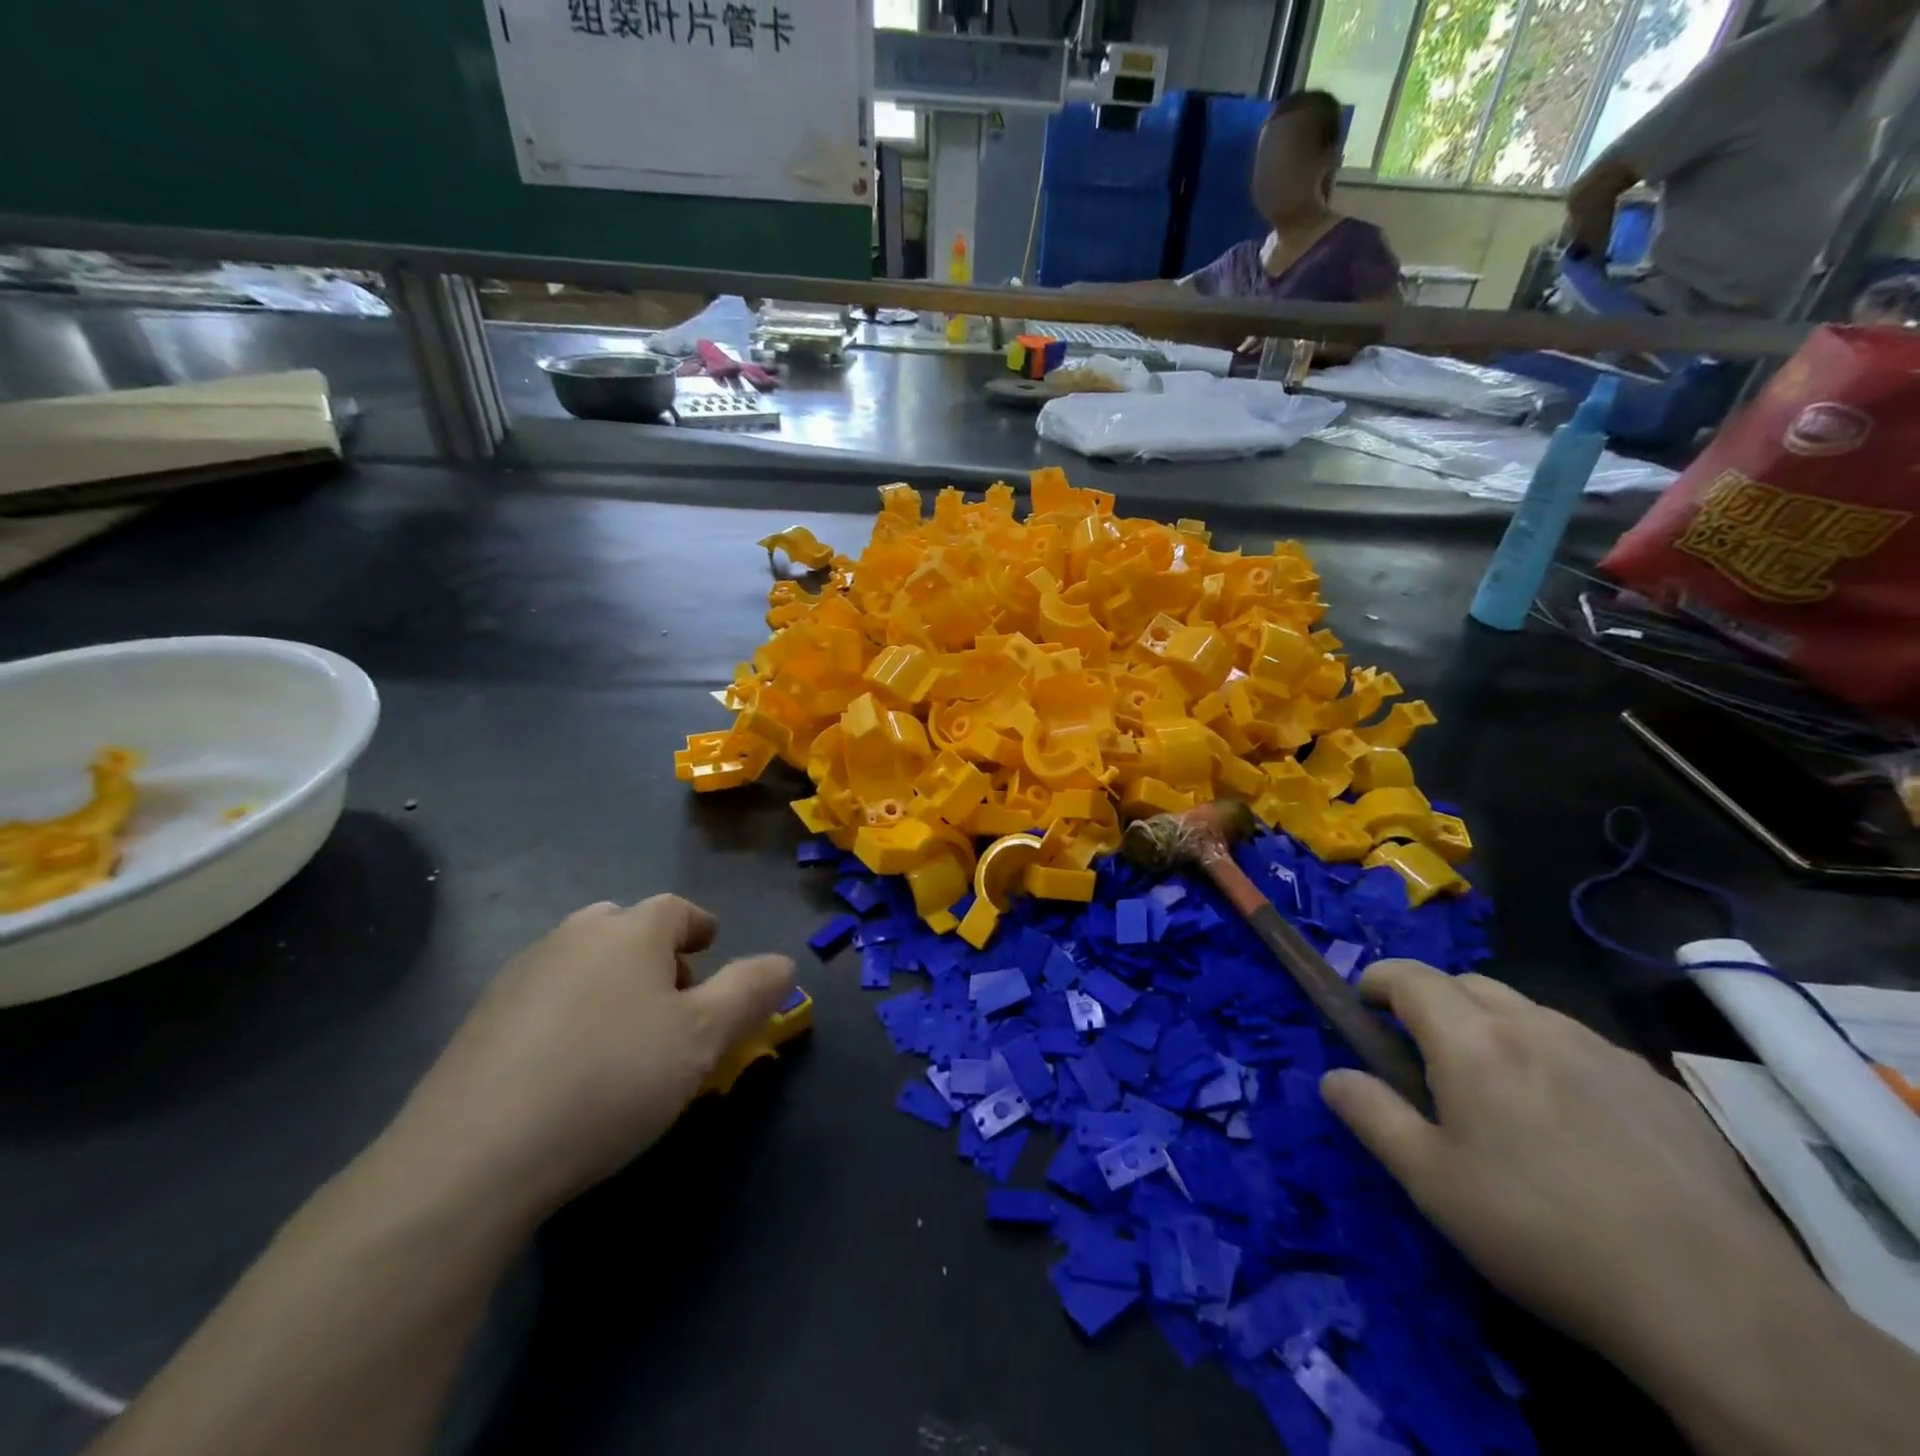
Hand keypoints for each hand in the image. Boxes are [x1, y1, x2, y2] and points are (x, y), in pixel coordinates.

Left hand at [391, 897, 793, 1219]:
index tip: (711, 951)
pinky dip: (570, 1012)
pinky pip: (545, 997)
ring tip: (625, 1036)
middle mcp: (574, 936)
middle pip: (627, 929)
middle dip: (656, 955)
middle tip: (673, 1002)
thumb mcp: (704, 1037)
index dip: (700, 928)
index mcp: (630, 931)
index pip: (677, 910)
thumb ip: (751, 991)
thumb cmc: (611, 1079)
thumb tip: (782, 963)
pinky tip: (569, 1065)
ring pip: (584, 960)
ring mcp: (520, 974)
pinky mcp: (480, 1020)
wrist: (473, 1156)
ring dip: (613, 982)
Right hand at [1319, 961, 1805, 1373]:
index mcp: (1472, 1040)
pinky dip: (1554, 1059)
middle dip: (1433, 1002)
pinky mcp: (1661, 1088)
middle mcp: (1536, 1026)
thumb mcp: (1430, 1181)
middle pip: (1469, 984)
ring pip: (1529, 1012)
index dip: (1378, 981)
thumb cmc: (1540, 1230)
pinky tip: (1575, 1126)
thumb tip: (1332, 1076)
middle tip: (1425, 1055)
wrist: (1715, 1303)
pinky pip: (1585, 1049)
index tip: (1364, 1008)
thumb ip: (1371, 1115)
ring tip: (1499, 1091)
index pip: (1410, 977)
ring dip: (1494, 1027)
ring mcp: (1606, 1052)